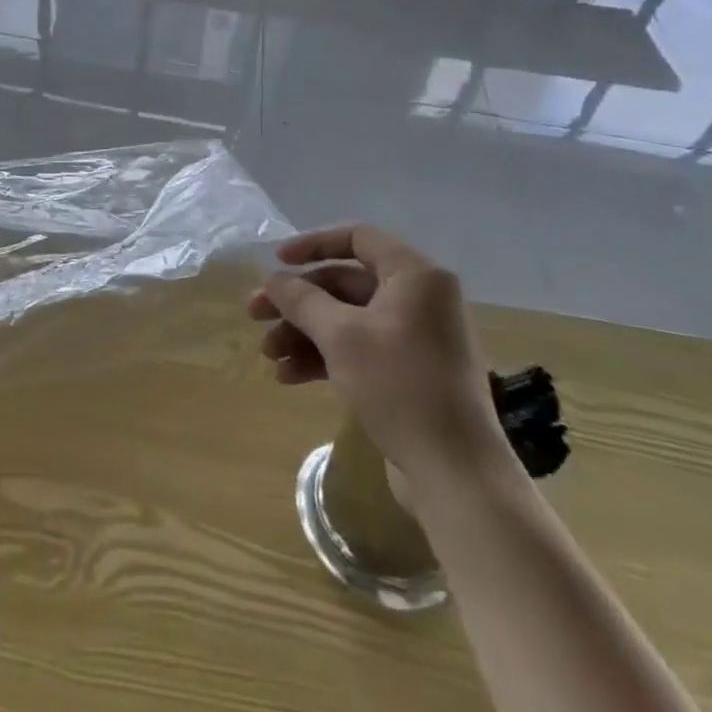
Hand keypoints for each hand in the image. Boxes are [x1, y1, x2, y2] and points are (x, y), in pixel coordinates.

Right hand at [249, 224, 505, 492]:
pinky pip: (360, 350)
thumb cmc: (399, 385)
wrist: (456, 473)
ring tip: (268, 356)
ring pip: (347, 320)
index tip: (276, 261)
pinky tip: (289, 377)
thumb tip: (274, 279)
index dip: (312, 244)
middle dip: (297, 302)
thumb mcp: (340, 335)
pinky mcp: (412, 374)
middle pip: (345, 283)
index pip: (357, 238)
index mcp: (416, 277)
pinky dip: (325, 357)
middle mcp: (421, 300)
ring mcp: (418, 339)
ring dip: (304, 333)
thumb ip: (301, 299)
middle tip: (255, 315)